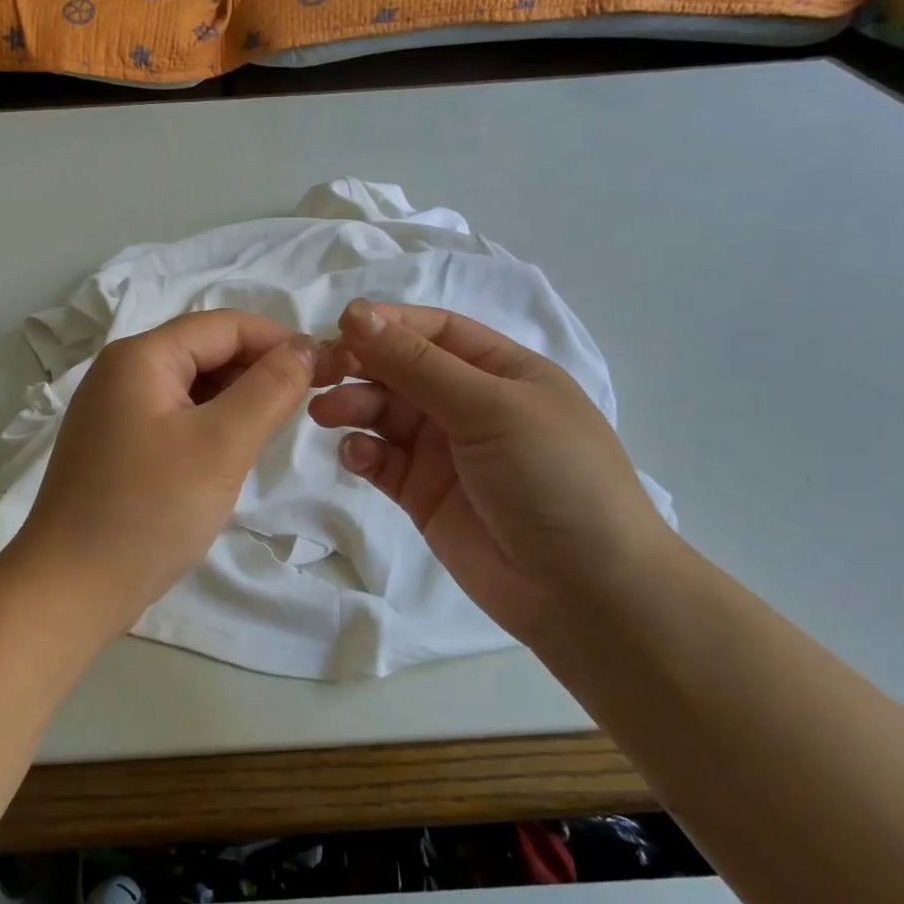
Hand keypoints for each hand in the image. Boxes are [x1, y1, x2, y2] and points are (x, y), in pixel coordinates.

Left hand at [7, 310, 317, 639]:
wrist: (70, 588)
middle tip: (302, 407)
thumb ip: (269, 389)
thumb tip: (303, 347)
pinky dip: (207, 426)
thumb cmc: (148, 511)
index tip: (324, 371)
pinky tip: (227, 455)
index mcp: (140, 357)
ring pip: (190, 386)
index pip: (223, 325)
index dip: (277, 340)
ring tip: (268, 434)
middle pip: (203, 351)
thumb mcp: (221, 445)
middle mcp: (120, 372)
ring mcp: (112, 410)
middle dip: (256, 371)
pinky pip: (172, 417)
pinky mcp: (114, 445)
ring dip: (234, 401)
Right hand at [309, 299, 677, 643]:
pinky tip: (357, 457)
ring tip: (325, 414)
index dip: (387, 325)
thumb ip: (417, 364)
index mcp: (501, 371)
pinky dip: (362, 452)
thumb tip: (355, 312)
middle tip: (319, 375)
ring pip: (384, 413)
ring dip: (353, 406)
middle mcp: (470, 404)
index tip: (339, 328)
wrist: (585, 591)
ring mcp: (444, 451)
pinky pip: (381, 460)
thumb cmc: (552, 477)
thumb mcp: (490, 407)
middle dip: (360, 366)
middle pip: (401, 370)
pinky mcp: (423, 493)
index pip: (435, 331)